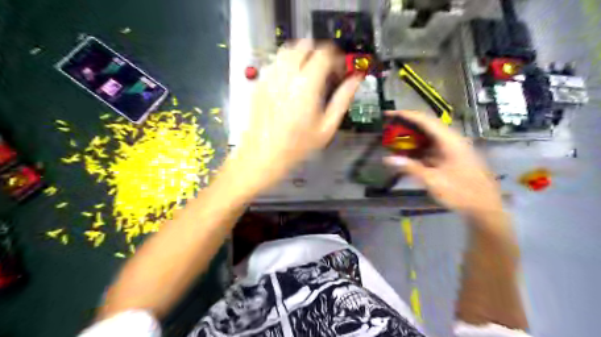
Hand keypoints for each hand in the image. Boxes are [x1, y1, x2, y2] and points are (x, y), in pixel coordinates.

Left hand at [227, 38, 361, 192]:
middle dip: (319, 53)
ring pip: (287, 51)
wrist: (263, 155)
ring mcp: (270, 77)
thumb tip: (356, 79)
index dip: (336, 58)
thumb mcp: (326, 127)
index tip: (340, 70)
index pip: (324, 54)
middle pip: (304, 46)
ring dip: (301, 56)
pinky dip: (286, 65)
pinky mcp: (259, 84)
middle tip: (326, 71)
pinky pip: (274, 63)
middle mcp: (287, 75)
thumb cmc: (298, 146)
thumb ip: (343, 99)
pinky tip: (290, 83)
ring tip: (308, 74)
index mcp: (307, 84)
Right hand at [382, 111, 502, 214]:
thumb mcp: (433, 180)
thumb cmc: (460, 192)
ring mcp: (452, 148)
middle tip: (388, 128)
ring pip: (427, 137)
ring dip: (411, 138)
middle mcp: (451, 140)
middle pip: (425, 126)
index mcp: (449, 140)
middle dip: (405, 126)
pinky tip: (407, 154)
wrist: (485, 206)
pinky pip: (431, 148)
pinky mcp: (451, 157)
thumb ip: (410, 167)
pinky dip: (417, 149)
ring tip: (394, 140)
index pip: (424, 120)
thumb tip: (387, 158)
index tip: (388, 114)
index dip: (405, 115)